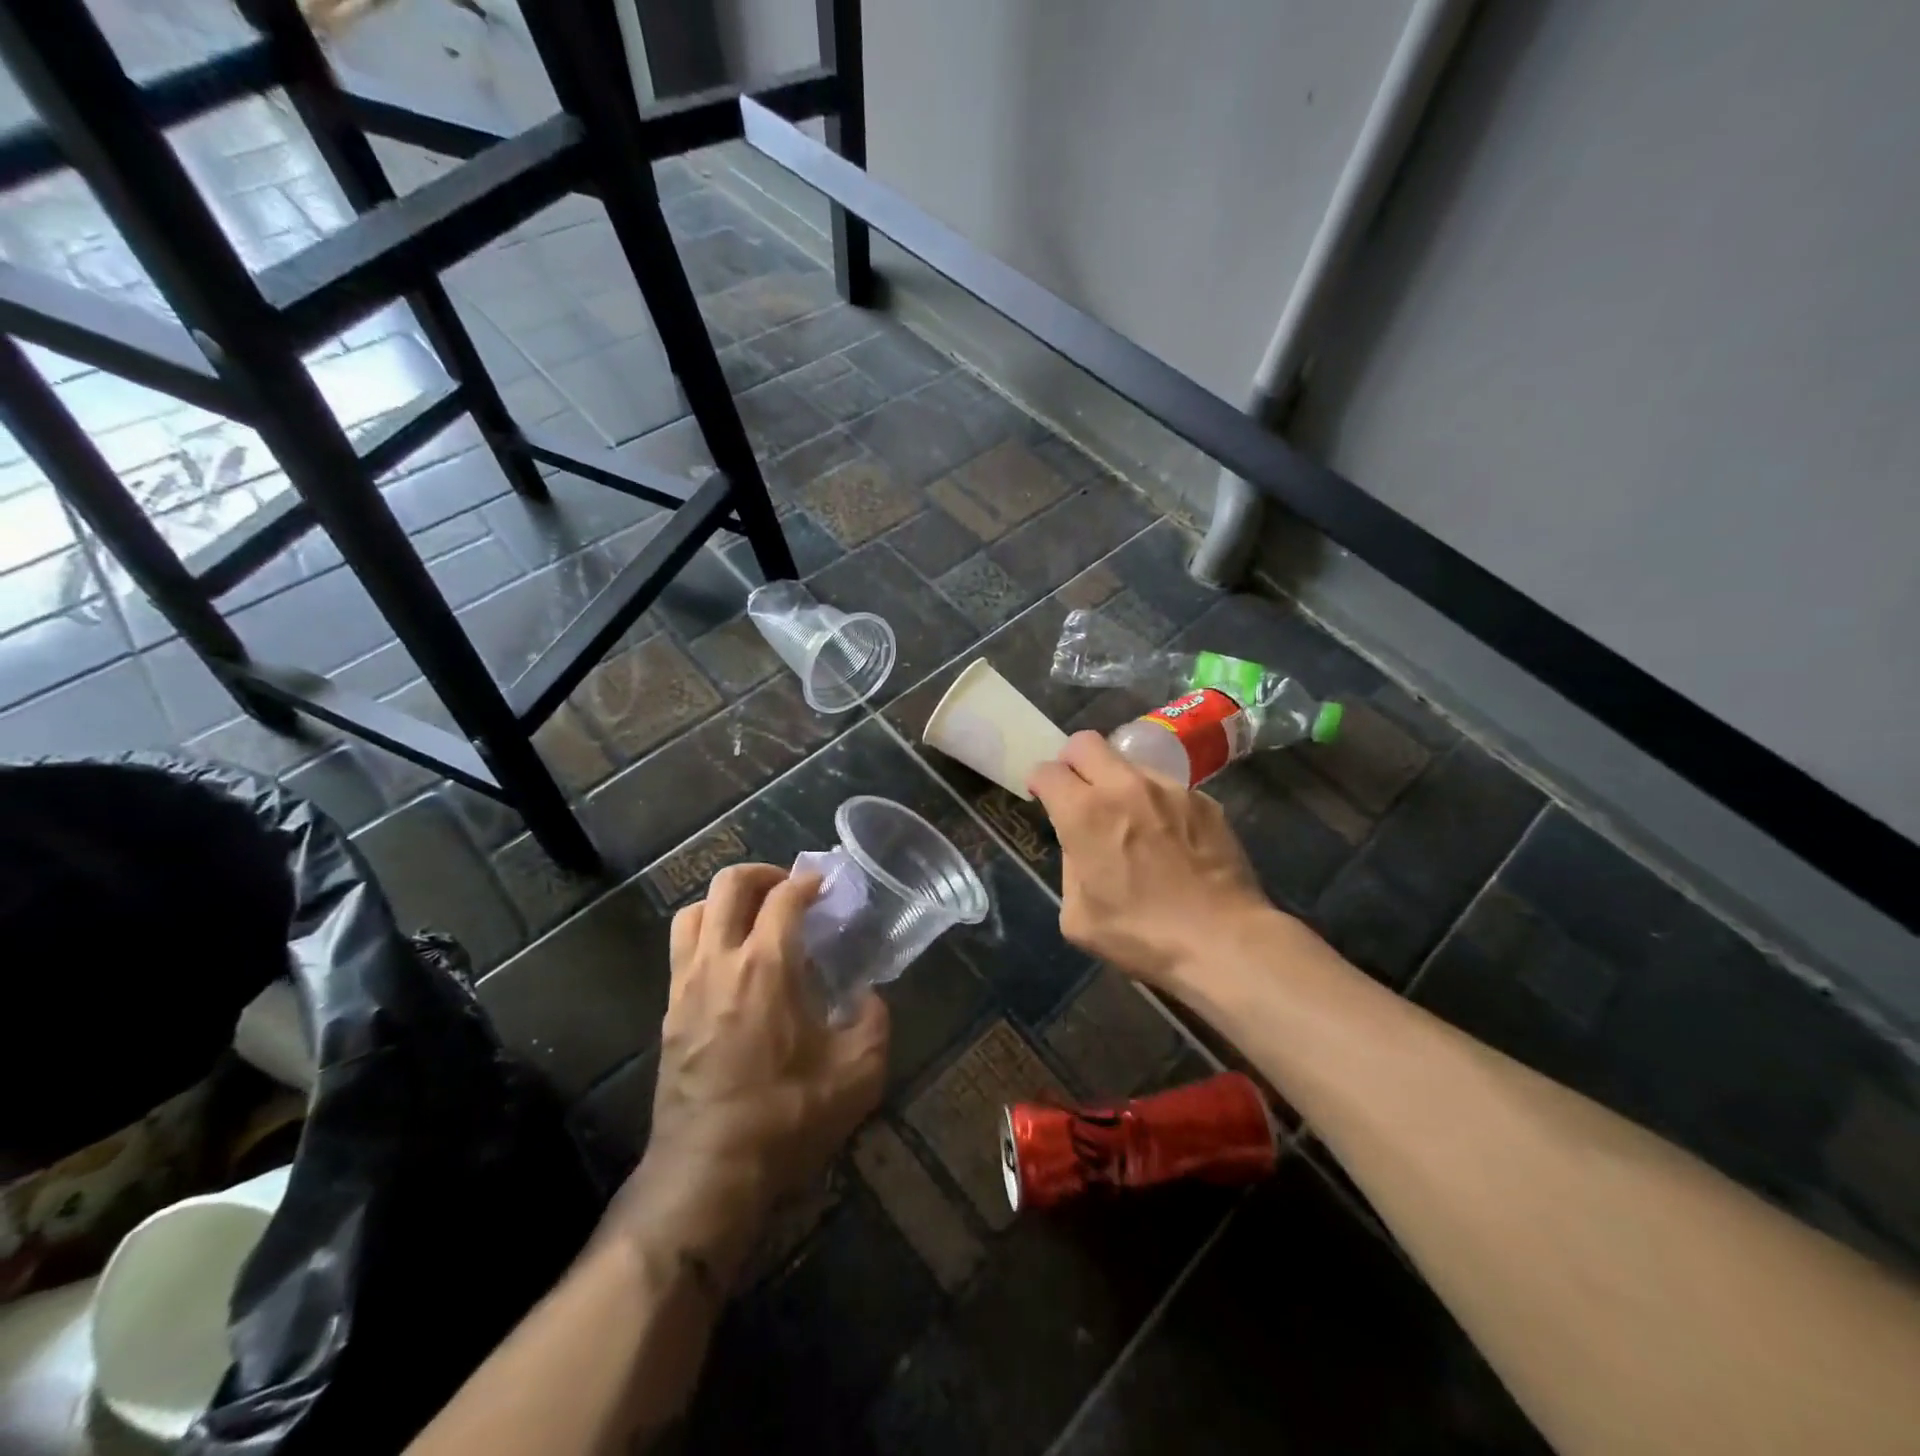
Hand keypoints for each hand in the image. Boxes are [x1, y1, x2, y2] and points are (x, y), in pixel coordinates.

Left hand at [603, 864, 887, 1284]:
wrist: (709, 1172)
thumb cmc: (787, 1118)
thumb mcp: (857, 1074)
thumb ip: (873, 1022)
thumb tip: (868, 997)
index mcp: (767, 966)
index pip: (784, 897)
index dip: (808, 880)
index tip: (826, 884)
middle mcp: (720, 962)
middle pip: (728, 886)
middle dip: (762, 873)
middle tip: (789, 888)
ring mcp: (686, 984)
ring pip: (693, 911)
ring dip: (725, 900)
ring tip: (754, 915)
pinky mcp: (669, 1011)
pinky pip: (681, 948)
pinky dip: (706, 932)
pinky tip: (732, 961)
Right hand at [1028, 731, 1273, 988]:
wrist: (1222, 941)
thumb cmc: (1141, 936)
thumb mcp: (1078, 917)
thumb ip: (1070, 868)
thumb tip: (1081, 848)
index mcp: (1084, 813)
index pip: (1047, 770)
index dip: (1039, 783)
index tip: (1043, 798)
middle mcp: (1124, 786)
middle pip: (1084, 742)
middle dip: (1072, 761)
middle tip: (1078, 791)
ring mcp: (1169, 789)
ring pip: (1129, 763)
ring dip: (1117, 782)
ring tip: (1129, 819)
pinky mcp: (1203, 800)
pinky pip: (1166, 788)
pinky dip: (1156, 803)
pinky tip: (1167, 837)